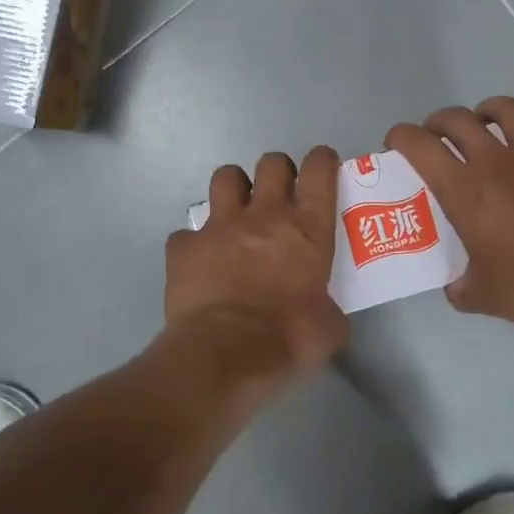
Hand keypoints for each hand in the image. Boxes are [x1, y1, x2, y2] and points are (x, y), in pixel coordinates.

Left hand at [165, 146, 347, 382]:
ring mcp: (219, 226)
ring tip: (237, 212)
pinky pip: (187, 234)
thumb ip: (328, 309)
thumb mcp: (328, 328)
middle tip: (280, 193)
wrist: (225, 352)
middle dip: (278, 170)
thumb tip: (324, 314)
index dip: (322, 161)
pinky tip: (199, 263)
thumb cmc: (287, 338)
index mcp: (306, 229)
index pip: (318, 171)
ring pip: (226, 177)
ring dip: (234, 189)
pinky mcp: (184, 246)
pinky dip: (194, 244)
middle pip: (271, 163)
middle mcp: (263, 215)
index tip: (322, 166)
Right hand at [387, 97, 513, 335]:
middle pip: (460, 120)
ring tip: (492, 119)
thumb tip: (458, 288)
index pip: (421, 146)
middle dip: (442, 120)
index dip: (402, 136)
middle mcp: (499, 163)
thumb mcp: (482, 296)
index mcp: (466, 190)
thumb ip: (463, 287)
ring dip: (495, 110)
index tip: (396, 140)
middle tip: (439, 133)